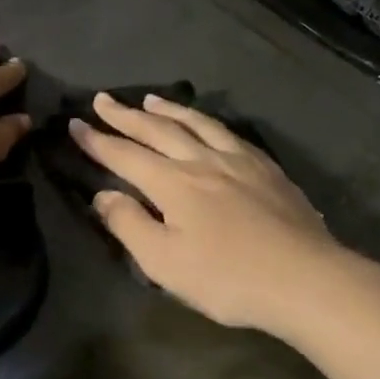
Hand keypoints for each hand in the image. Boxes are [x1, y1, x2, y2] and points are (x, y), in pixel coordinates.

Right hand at [70, 92, 352, 335]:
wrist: (304, 278)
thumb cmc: (227, 279)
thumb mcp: (164, 263)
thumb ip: (129, 225)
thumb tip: (104, 194)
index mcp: (174, 183)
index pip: (125, 155)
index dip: (98, 141)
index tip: (76, 125)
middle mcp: (204, 161)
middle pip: (158, 131)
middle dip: (126, 116)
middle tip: (103, 100)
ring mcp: (240, 161)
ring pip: (197, 124)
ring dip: (169, 110)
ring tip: (150, 100)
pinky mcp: (268, 169)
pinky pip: (229, 133)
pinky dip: (208, 122)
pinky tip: (209, 125)